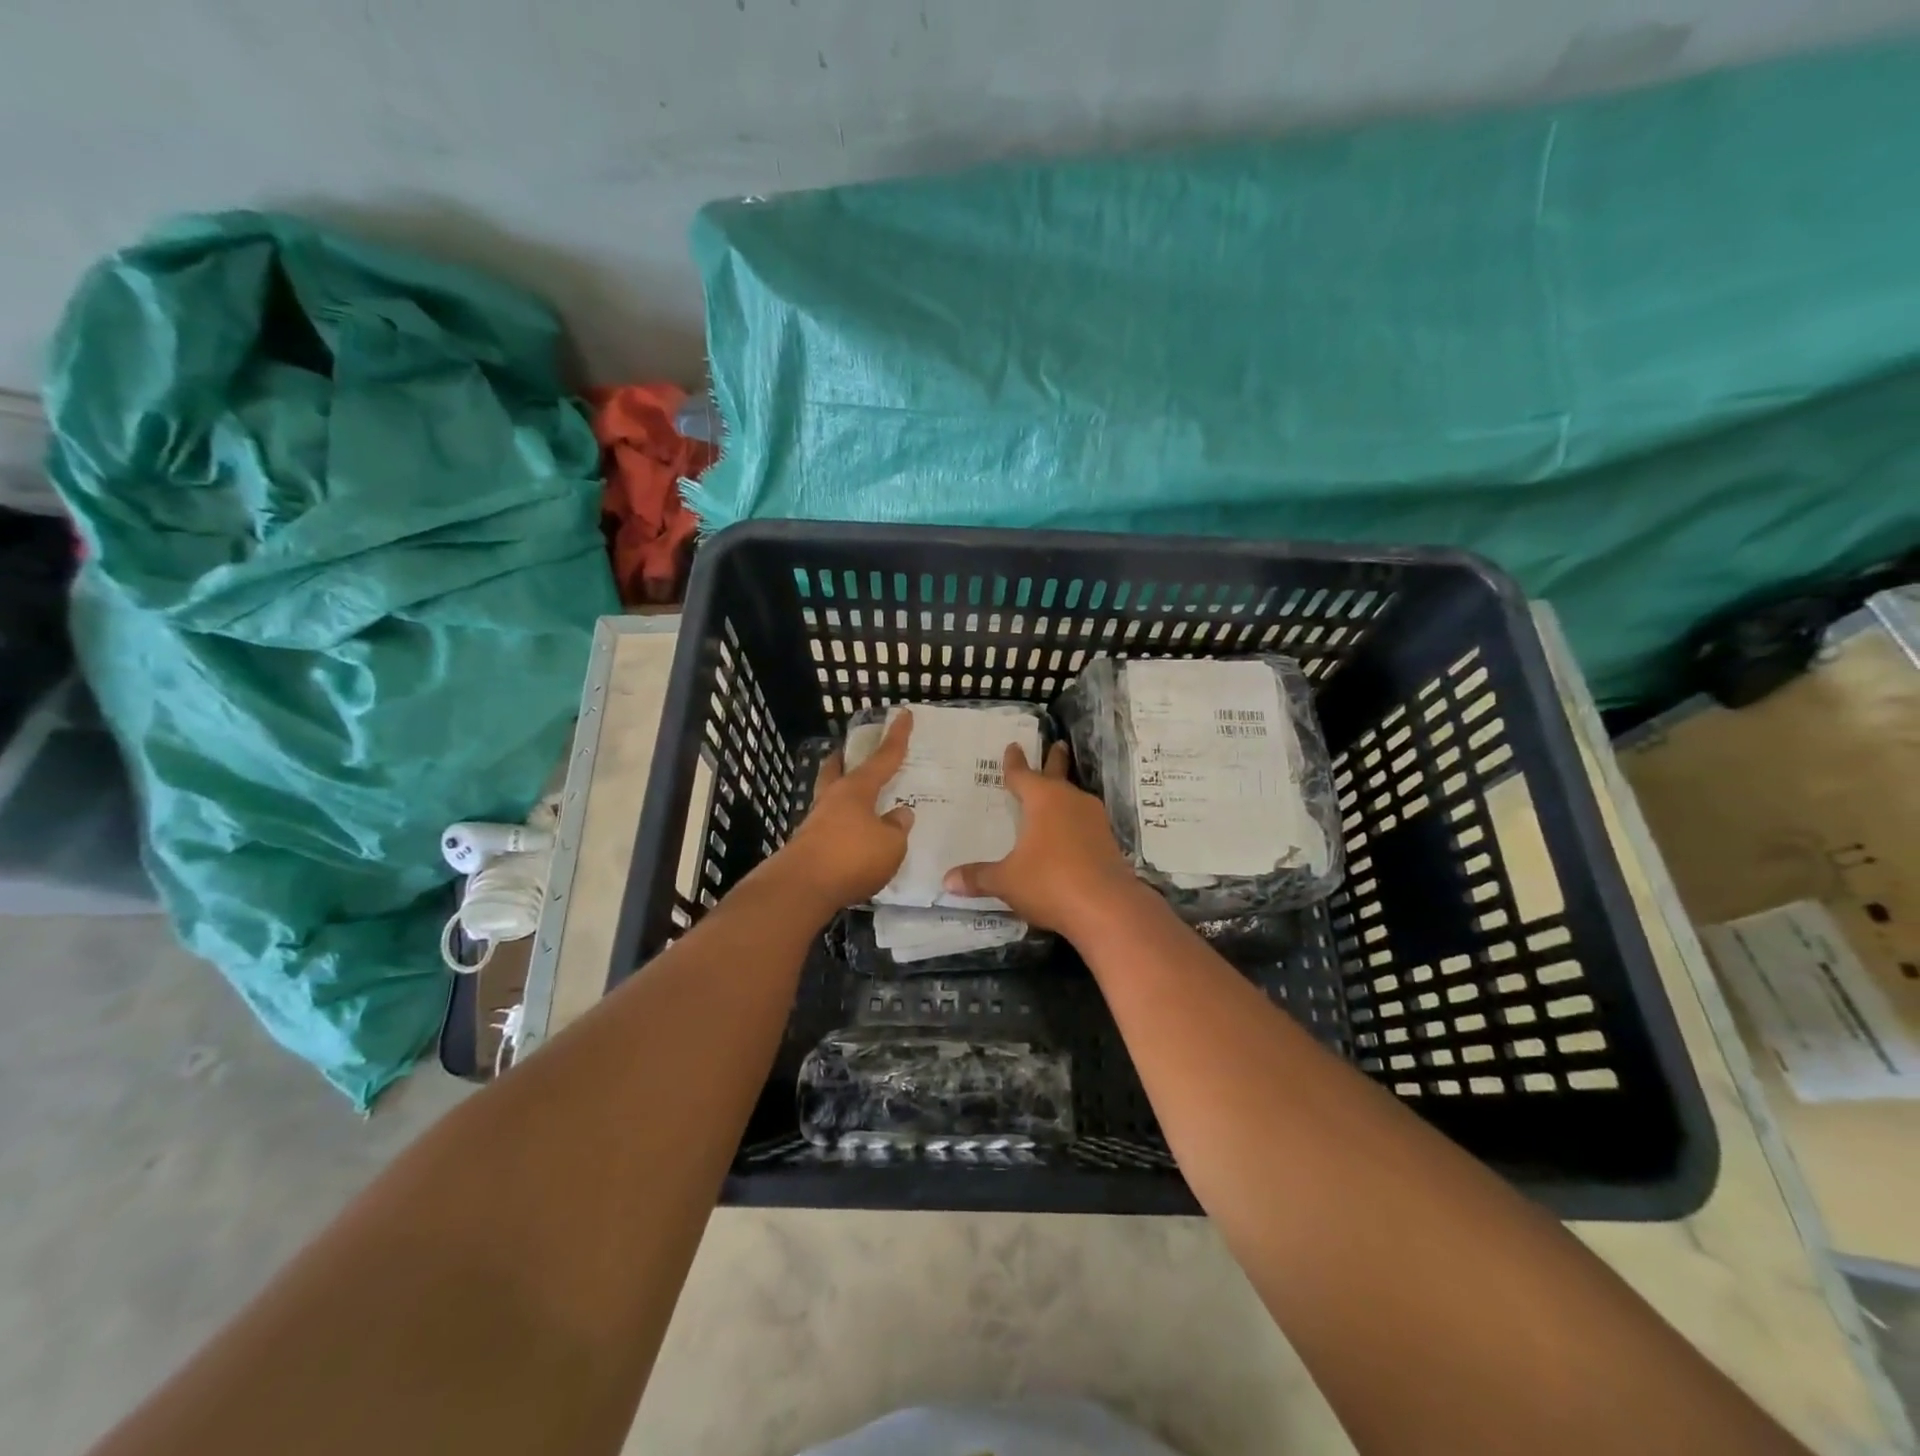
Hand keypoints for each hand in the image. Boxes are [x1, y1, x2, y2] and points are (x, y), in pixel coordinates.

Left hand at [768, 710, 915, 912]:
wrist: (800, 889)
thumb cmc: (852, 857)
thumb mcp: (890, 844)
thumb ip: (897, 828)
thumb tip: (900, 814)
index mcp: (856, 790)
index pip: (883, 758)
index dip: (896, 737)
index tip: (902, 714)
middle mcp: (832, 799)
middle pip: (838, 769)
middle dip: (846, 758)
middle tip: (852, 751)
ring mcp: (815, 823)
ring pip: (830, 799)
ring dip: (843, 796)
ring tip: (861, 803)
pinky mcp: (807, 847)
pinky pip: (830, 827)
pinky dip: (843, 826)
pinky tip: (854, 838)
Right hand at [943, 741, 1140, 935]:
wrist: (1108, 908)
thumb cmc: (1050, 882)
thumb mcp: (1007, 881)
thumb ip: (979, 878)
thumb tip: (947, 881)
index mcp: (1043, 800)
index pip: (1023, 775)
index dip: (1014, 763)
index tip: (1013, 746)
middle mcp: (1070, 801)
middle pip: (1057, 775)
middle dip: (1054, 760)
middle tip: (1056, 743)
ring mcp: (1093, 820)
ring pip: (1074, 799)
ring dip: (1064, 794)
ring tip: (1056, 794)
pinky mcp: (1108, 842)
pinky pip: (1085, 823)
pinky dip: (1074, 823)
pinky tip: (1069, 834)